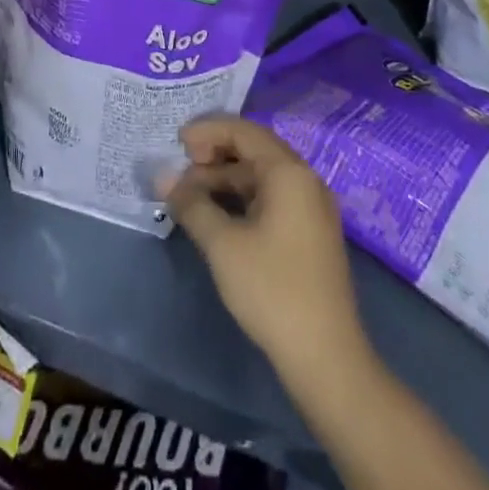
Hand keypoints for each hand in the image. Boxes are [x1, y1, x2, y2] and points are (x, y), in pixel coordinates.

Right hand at [165, 115, 366, 373]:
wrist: (327, 358)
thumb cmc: (272, 290)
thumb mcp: (223, 245)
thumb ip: (191, 204)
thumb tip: (162, 176)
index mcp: (288, 172)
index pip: (243, 131)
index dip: (207, 131)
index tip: (176, 143)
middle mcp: (305, 180)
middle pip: (254, 150)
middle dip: (215, 154)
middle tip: (181, 169)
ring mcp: (311, 207)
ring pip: (262, 176)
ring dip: (226, 179)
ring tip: (191, 196)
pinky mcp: (310, 233)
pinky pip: (272, 198)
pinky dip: (242, 198)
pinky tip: (218, 216)